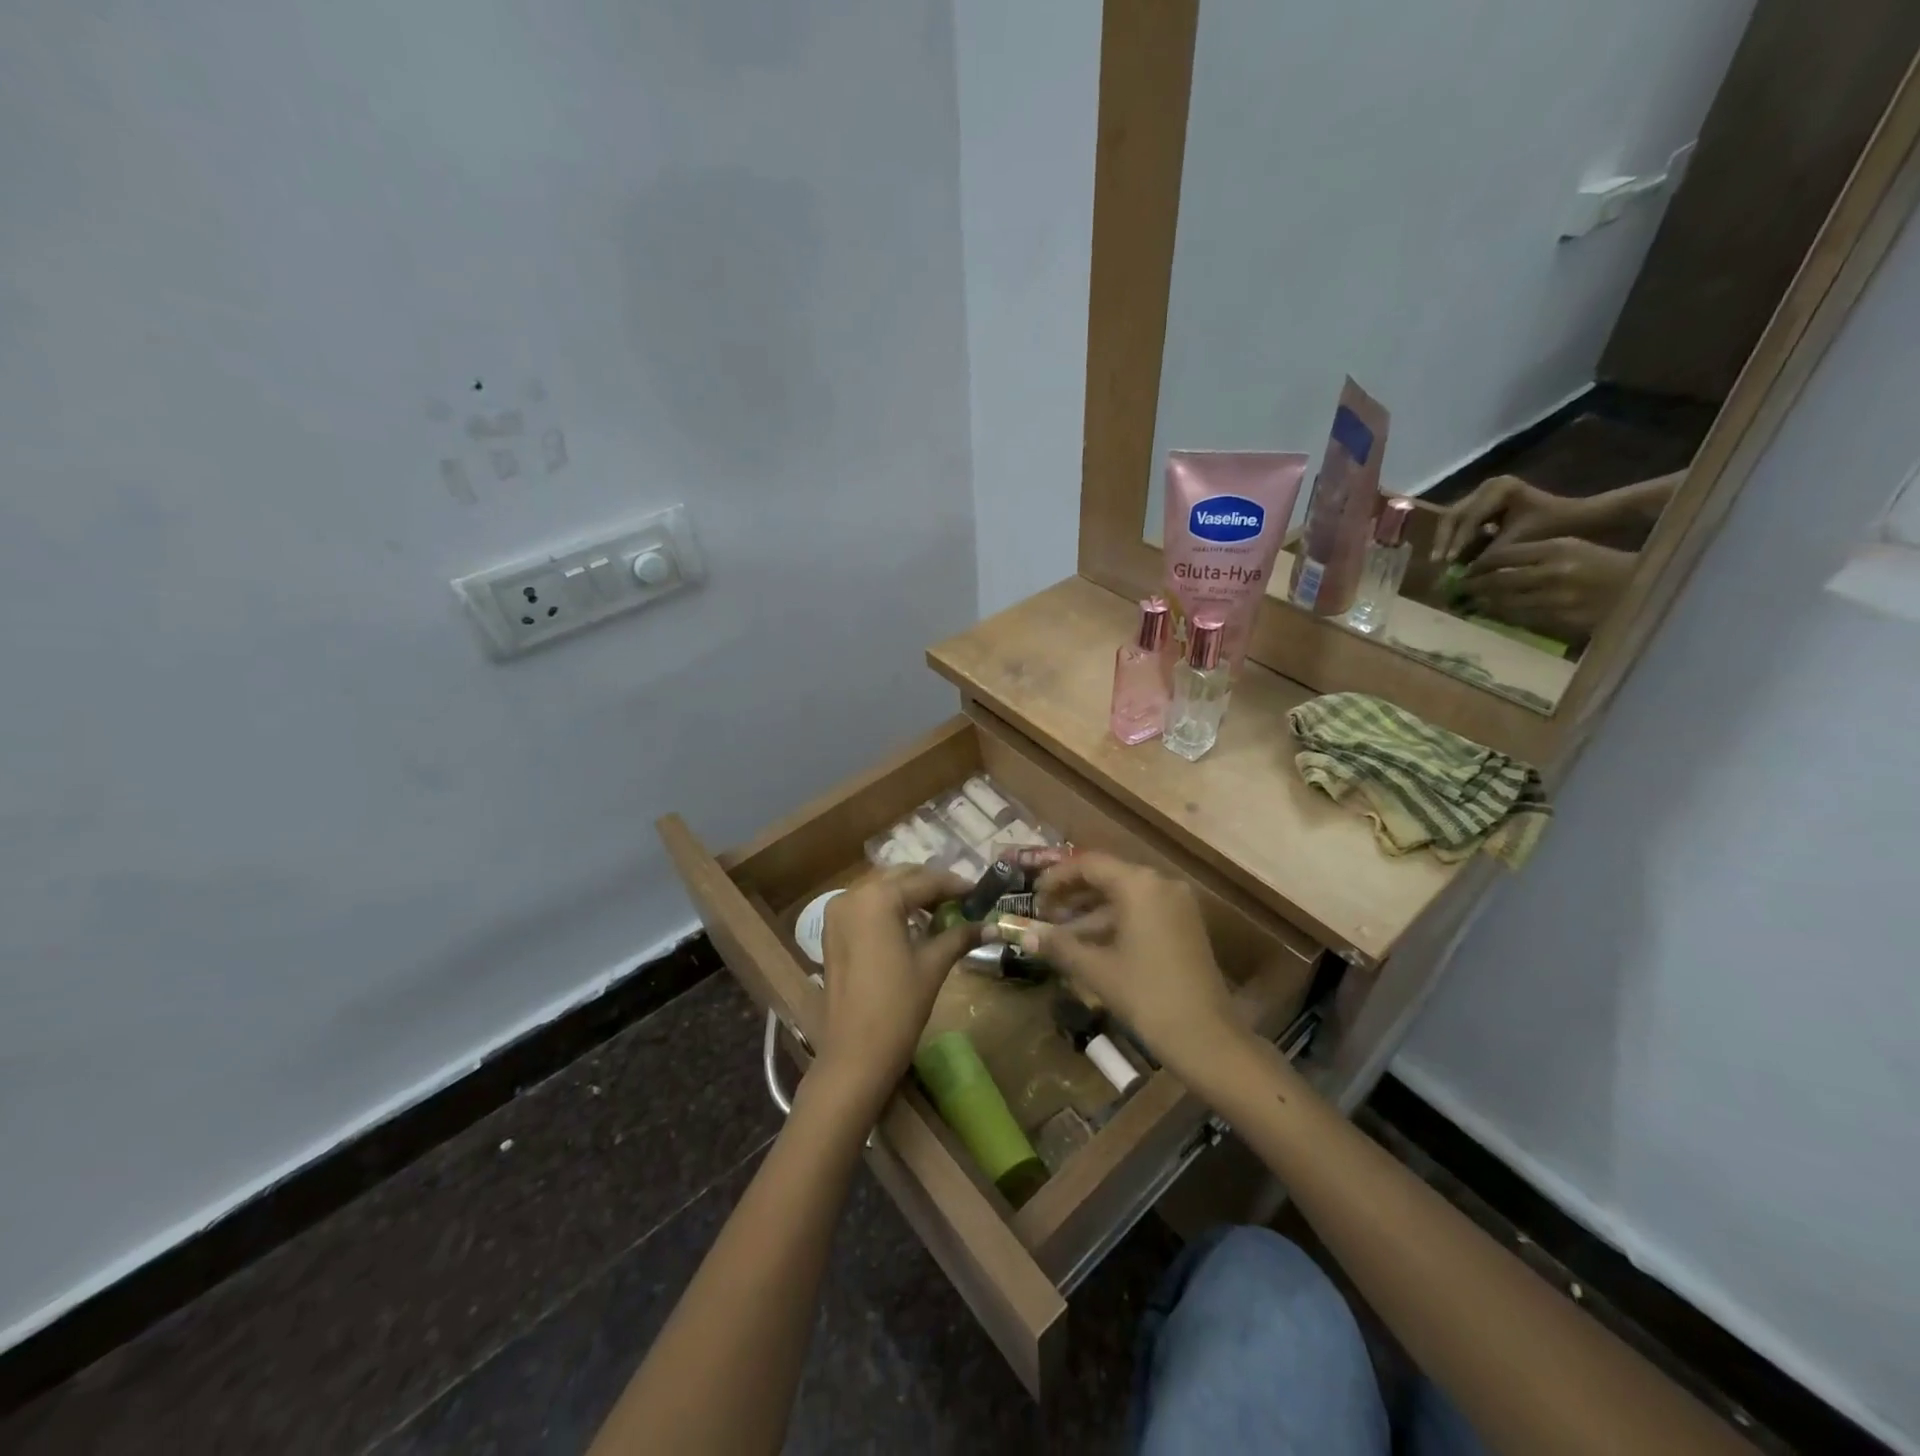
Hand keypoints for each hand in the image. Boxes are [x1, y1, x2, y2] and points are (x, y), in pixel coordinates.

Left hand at [816, 868, 978, 1104]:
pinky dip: (888, 906)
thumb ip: (960, 936)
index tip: (979, 893)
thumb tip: (992, 926)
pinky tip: (910, 923)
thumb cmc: (898, 1006)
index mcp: (878, 898)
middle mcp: (853, 894)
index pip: (924, 881)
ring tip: (939, 911)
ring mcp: (837, 912)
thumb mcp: (933, 965)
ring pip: (880, 888)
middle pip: (900, 877)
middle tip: (960, 900)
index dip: (954, 885)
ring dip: (909, 894)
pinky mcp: (832, 931)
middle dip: (930, 885)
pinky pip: (865, 904)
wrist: (855, 1054)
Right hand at [1032, 853, 1236, 1078]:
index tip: (1033, 896)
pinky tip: (1089, 944)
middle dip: (1072, 894)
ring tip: (1059, 932)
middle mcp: (1160, 884)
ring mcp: (1176, 905)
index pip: (1088, 864)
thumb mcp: (1096, 969)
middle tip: (1043, 914)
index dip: (1056, 877)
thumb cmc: (1146, 995)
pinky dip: (1114, 922)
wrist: (1206, 1037)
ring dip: (1091, 912)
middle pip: (1107, 876)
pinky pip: (1141, 911)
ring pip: (1124, 896)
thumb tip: (1023, 936)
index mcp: (1139, 884)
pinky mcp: (1184, 925)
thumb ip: (1058, 946)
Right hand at [1431, 474, 1592, 563]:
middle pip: (1453, 515)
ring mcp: (1483, 493)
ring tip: (1441, 562)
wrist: (1576, 518)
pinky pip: (1460, 522)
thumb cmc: (1553, 527)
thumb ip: (1487, 556)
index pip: (1469, 517)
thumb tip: (1459, 575)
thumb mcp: (1519, 542)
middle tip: (1437, 563)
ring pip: (1452, 519)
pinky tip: (1451, 555)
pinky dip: (1455, 539)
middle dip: (1445, 540)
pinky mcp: (1482, 504)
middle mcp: (1487, 486)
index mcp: (1500, 488)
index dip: (1457, 541)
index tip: (1449, 563)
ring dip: (1446, 541)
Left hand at [1461, 537, 1635, 639]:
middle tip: (1456, 590)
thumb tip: (1488, 565)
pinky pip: (1520, 619)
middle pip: (1496, 581)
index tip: (1465, 570)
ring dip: (1481, 604)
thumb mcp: (1570, 548)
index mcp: (1557, 548)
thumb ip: (1532, 554)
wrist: (1642, 589)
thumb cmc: (1601, 565)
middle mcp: (1553, 573)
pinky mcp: (1559, 621)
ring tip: (1467, 604)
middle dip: (1472, 586)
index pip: (1502, 556)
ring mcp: (1556, 599)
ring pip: (1503, 603)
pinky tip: (1491, 615)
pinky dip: (1501, 617)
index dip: (1478, 565)